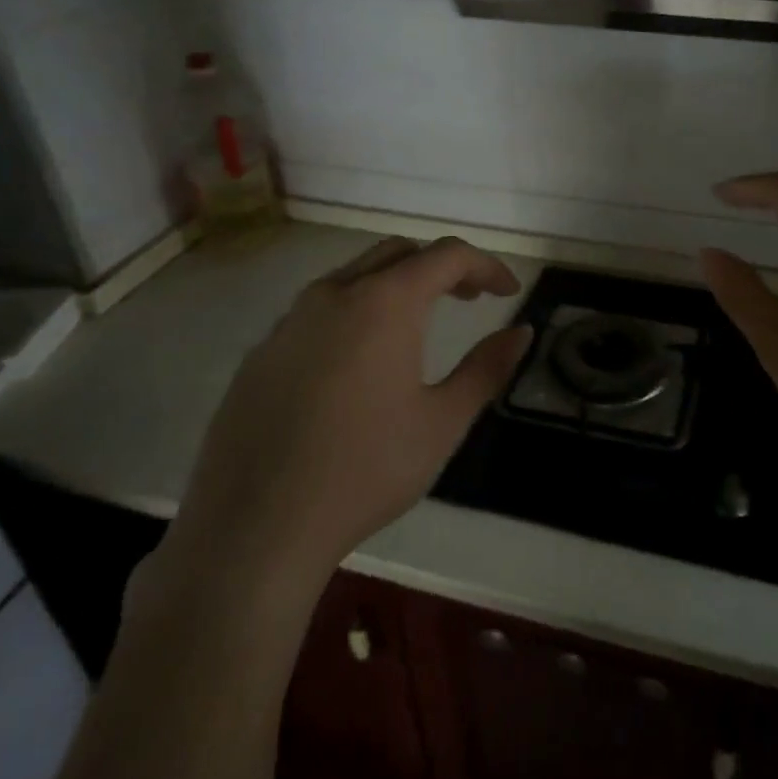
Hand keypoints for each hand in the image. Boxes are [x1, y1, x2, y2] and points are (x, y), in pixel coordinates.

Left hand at [156, 236, 532, 596]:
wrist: (255, 525)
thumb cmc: (366, 470)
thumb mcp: (442, 422)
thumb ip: (487, 368)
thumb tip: (522, 332)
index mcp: (384, 302)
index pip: (447, 255)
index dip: (485, 265)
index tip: (508, 292)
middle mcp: (334, 294)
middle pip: (398, 253)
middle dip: (441, 267)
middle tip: (469, 299)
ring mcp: (290, 320)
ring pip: (353, 276)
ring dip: (395, 285)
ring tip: (418, 326)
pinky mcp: (262, 351)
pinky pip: (318, 310)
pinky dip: (355, 312)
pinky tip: (359, 363)